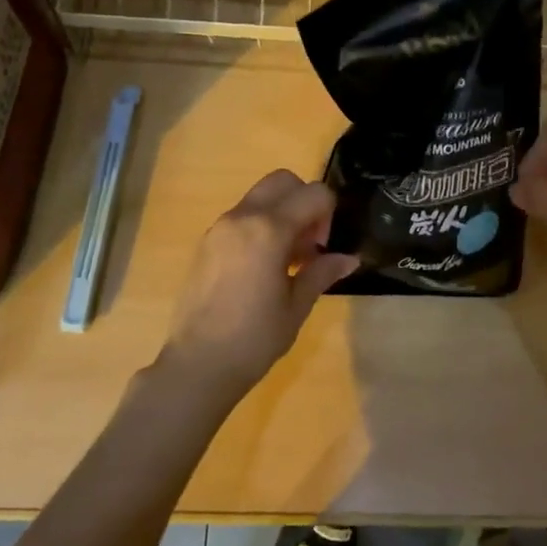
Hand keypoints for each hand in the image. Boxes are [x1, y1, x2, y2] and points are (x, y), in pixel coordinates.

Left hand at [164, 170, 358, 393]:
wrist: (198, 364)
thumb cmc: (254, 338)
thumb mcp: (296, 306)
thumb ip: (322, 272)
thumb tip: (349, 258)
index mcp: (268, 230)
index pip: (313, 194)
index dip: (328, 214)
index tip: (323, 247)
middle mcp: (242, 217)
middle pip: (282, 180)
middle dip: (304, 200)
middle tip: (309, 241)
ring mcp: (220, 227)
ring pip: (260, 196)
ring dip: (282, 212)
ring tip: (288, 258)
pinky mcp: (207, 242)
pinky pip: (241, 216)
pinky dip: (260, 225)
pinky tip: (264, 266)